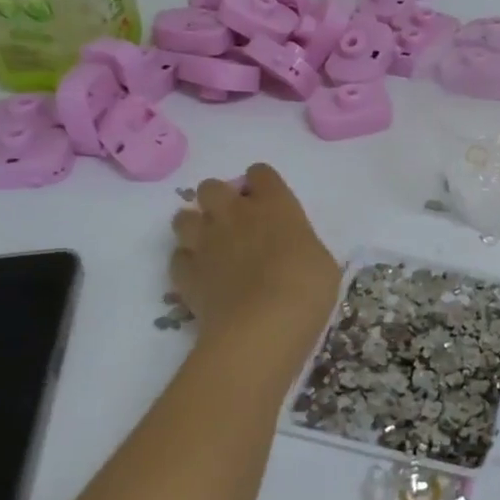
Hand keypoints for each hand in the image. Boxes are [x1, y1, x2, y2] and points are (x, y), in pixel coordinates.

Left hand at [169, 165, 338, 353]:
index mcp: (274, 204)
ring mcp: (204, 242)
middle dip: (219, 199)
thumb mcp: (321, 260)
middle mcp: (234, 214)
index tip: (269, 203)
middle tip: (235, 223)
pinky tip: (203, 276)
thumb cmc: (306, 288)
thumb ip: (299, 243)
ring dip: (196, 227)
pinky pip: (178, 257)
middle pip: (211, 187)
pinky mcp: (185, 273)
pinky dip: (188, 263)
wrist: (262, 326)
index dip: (262, 185)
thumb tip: (290, 249)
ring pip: (183, 217)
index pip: (260, 173)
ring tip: (212, 247)